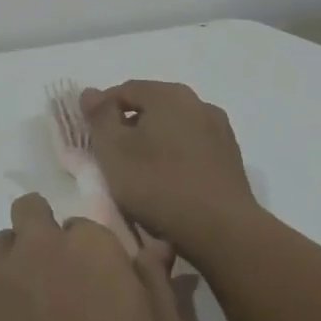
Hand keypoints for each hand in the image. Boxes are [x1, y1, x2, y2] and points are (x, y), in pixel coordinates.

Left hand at [0, 195, 186, 320]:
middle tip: (64, 278)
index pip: (88, 223)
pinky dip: (3, 295)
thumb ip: (157, 282)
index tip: (103, 280)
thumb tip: (156, 245)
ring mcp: (1, 278)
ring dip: (19, 257)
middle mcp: (40, 248)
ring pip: (5, 243)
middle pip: (32, 212)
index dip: (96, 252)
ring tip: (39, 303)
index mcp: (90, 247)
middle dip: (44, 232)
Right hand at [81, 80, 260, 258]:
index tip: (90, 135)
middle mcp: (198, 103)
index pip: (125, 90)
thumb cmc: (158, 184)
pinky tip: (167, 182)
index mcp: (169, 94)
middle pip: (152, 106)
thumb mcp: (113, 149)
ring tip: (139, 171)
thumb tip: (91, 92)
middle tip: (110, 154)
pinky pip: (193, 148)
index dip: (102, 109)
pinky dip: (175, 157)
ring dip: (154, 141)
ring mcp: (220, 131)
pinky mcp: (231, 159)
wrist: (221, 229)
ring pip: (174, 128)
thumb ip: (99, 116)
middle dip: (129, 125)